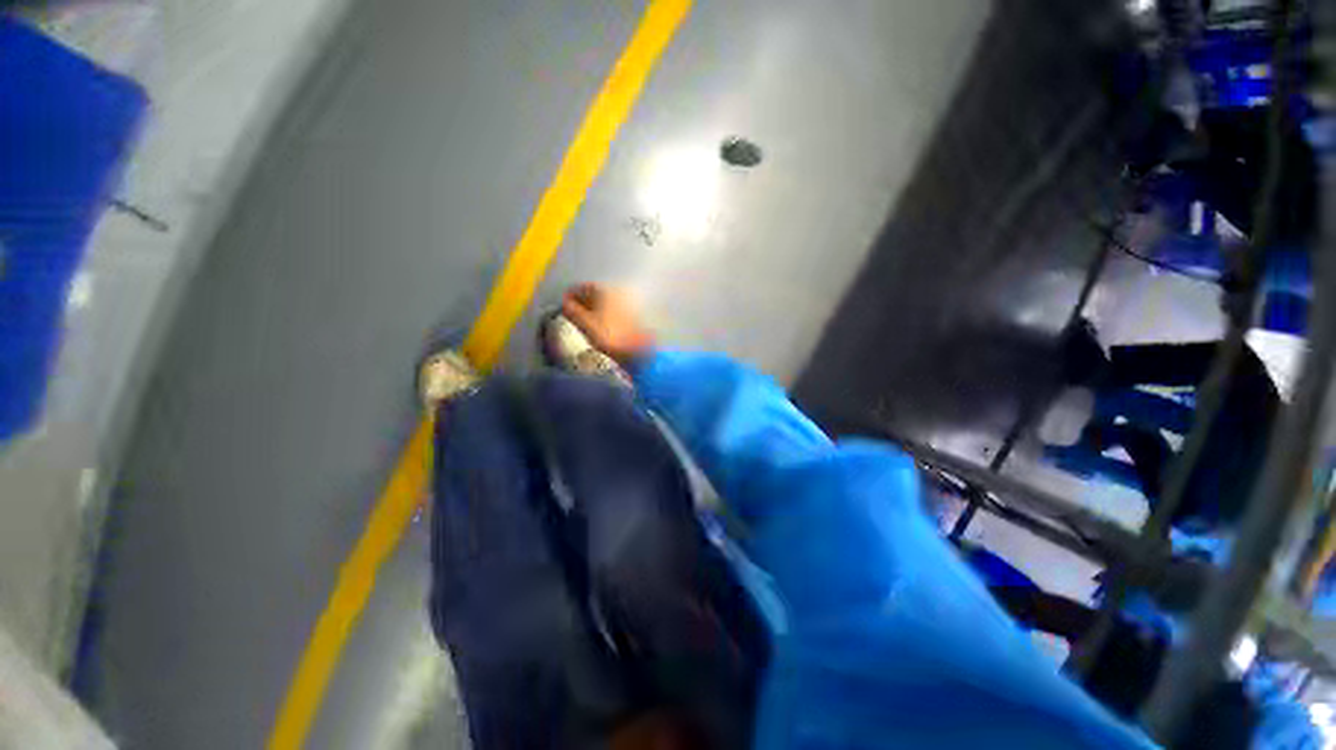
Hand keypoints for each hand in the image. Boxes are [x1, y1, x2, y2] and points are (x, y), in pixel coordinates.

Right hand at [562, 283, 655, 365]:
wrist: (640, 352)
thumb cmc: (611, 336)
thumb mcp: (586, 324)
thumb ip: (572, 311)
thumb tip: (564, 302)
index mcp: (605, 290)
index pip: (583, 287)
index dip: (570, 295)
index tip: (562, 303)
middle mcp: (618, 292)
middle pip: (595, 293)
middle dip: (582, 301)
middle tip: (571, 312)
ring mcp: (627, 304)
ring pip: (605, 302)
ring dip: (593, 308)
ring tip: (583, 320)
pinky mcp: (633, 317)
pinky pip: (613, 311)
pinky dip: (604, 315)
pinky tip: (599, 325)